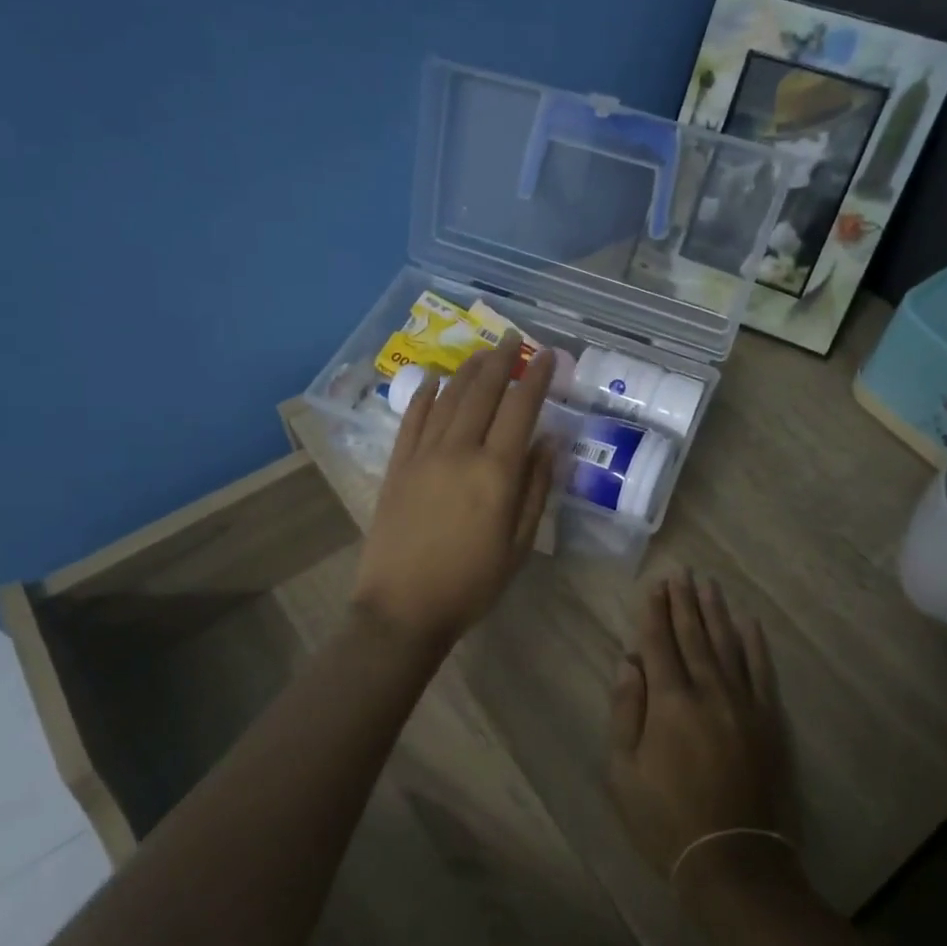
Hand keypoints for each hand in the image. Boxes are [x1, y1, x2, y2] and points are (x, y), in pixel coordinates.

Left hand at [351, 336, 555, 650]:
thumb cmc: (472, 583)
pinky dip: (425, 395)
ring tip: (482, 351)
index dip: (537, 378)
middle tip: (513, 338)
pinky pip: (412, 419)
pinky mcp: (397, 466)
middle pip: (483, 392)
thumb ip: (536, 488)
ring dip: (467, 370)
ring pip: (448, 398)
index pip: (521, 409)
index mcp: (496, 472)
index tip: (548, 355)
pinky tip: (435, 379)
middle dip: (501, 360)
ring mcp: (422, 455)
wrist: (403, 608)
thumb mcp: (519, 544)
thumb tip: (549, 442)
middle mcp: (459, 451)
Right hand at [607, 572, 793, 908]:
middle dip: (684, 601)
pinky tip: (749, 622)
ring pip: (728, 644)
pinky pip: (762, 671)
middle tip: (681, 572)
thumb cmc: (666, 818)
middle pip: (694, 635)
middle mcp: (708, 691)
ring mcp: (744, 703)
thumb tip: (629, 662)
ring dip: (716, 612)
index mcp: (670, 702)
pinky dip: (755, 644)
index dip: (655, 611)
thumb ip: (626, 710)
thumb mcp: (624, 771)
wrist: (732, 859)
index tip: (654, 584)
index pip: (659, 642)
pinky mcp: (769, 720)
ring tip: (708, 584)